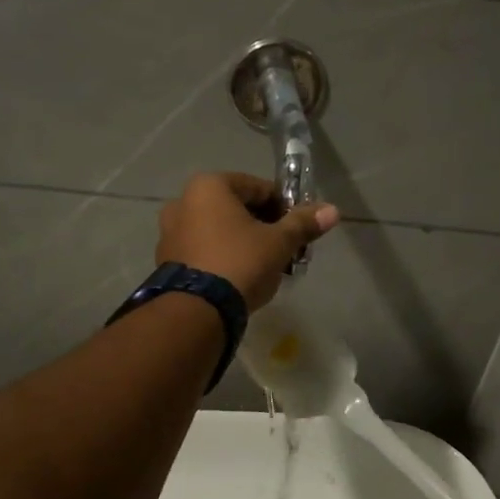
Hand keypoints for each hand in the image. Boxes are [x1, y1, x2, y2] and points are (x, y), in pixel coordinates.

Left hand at [156, 172, 339, 310]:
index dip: (284, 207)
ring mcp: (170, 232)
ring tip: (266, 267)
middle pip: (237, 208)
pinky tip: (241, 278)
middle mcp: (184, 201)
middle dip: (264, 226)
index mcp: (209, 186)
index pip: (258, 188)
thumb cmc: (240, 262)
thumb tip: (332, 210)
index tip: (299, 228)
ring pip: (219, 230)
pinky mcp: (166, 261)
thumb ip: (303, 223)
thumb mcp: (279, 242)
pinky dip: (223, 257)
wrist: (197, 311)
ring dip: (244, 242)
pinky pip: (204, 250)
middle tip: (285, 249)